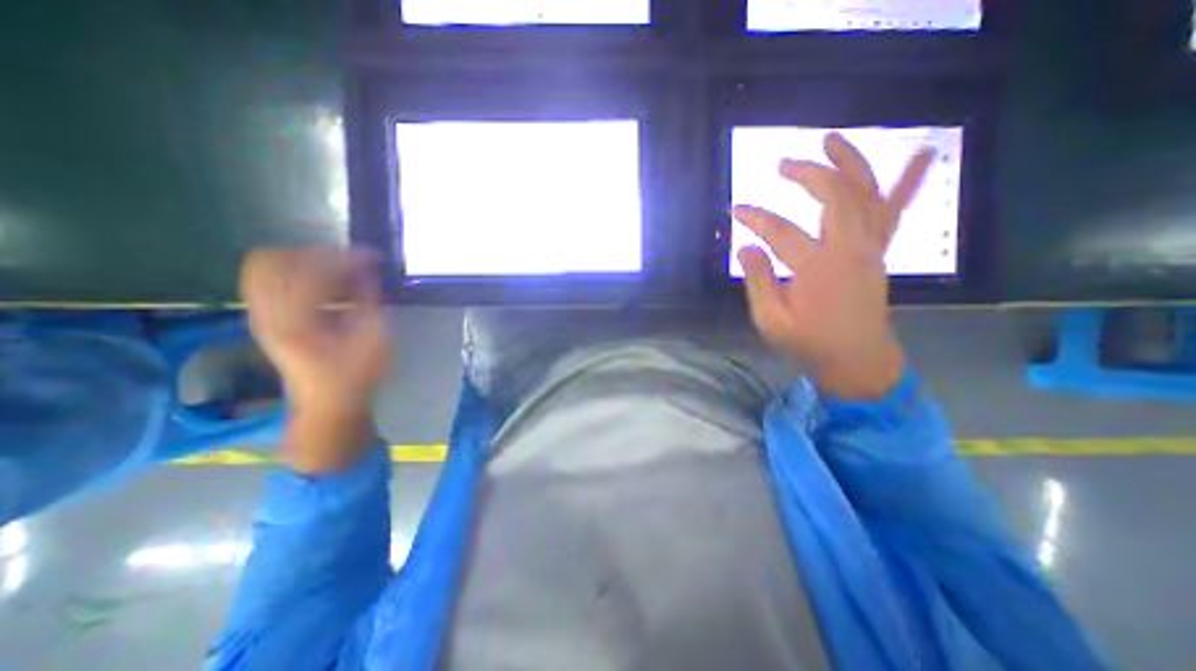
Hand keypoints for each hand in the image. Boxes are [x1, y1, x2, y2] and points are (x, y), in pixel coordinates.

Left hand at [238, 244, 389, 471]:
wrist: (327, 402)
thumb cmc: (357, 374)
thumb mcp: (374, 339)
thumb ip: (368, 300)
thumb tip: (367, 270)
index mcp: (298, 323)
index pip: (311, 272)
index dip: (344, 258)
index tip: (372, 257)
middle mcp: (267, 315)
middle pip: (274, 260)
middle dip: (317, 254)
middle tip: (349, 262)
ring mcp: (258, 315)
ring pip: (262, 265)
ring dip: (302, 259)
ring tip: (336, 270)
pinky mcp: (261, 317)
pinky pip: (263, 278)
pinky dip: (292, 270)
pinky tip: (322, 282)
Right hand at [739, 135, 932, 399]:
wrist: (858, 361)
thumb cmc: (809, 343)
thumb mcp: (771, 320)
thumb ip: (758, 281)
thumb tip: (745, 247)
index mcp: (818, 267)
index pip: (780, 231)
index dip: (756, 218)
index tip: (736, 210)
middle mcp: (850, 248)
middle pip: (834, 195)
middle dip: (807, 174)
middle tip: (783, 164)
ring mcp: (871, 247)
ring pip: (867, 193)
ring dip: (852, 162)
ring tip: (833, 139)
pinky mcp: (879, 252)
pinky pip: (895, 211)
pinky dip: (907, 182)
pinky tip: (921, 155)